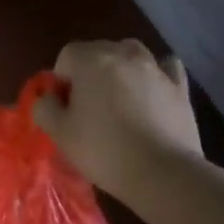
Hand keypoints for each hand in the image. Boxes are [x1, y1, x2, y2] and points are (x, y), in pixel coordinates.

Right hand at [31, 39, 201, 197]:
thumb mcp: (59, 133)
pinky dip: (156, 73)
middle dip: (89, 71)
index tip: (65, 106)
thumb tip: (49, 97)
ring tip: (118, 98)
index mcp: (91, 61)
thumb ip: (44, 107)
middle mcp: (123, 55)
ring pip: (131, 53)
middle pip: (98, 50)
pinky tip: (152, 90)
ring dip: (120, 68)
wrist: (163, 173)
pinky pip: (165, 67)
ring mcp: (155, 69)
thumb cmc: (104, 150)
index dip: (61, 79)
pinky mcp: (180, 87)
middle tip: (88, 106)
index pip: (67, 54)